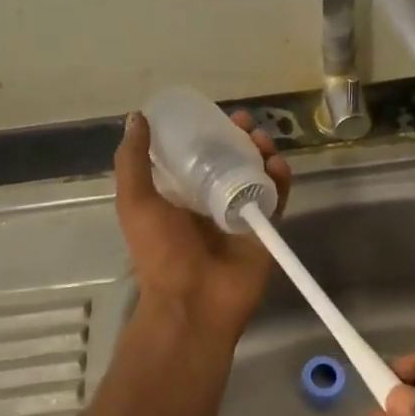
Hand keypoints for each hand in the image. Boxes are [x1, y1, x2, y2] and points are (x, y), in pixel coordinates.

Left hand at [115, 109, 291, 346]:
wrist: (192, 302)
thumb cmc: (160, 251)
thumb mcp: (135, 202)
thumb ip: (133, 161)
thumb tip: (137, 117)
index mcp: (179, 193)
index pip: (197, 153)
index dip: (207, 130)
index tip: (214, 113)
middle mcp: (210, 199)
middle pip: (231, 158)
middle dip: (240, 136)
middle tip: (246, 123)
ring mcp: (240, 212)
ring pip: (257, 172)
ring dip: (262, 151)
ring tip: (263, 140)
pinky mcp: (265, 227)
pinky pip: (277, 196)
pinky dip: (280, 178)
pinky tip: (277, 164)